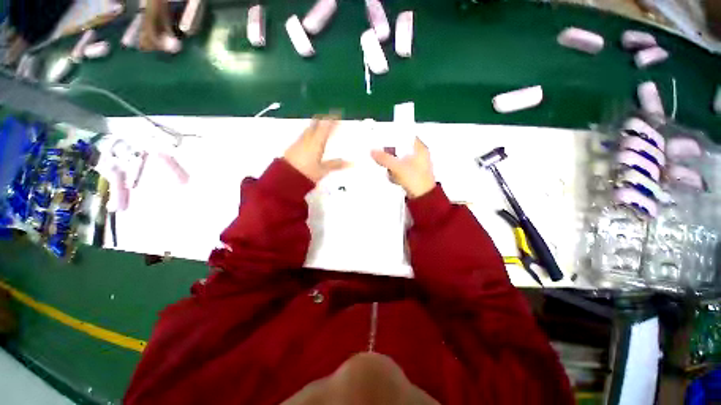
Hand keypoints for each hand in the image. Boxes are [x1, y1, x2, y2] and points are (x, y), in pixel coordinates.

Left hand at [284, 116, 346, 182]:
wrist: (285, 177)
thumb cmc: (307, 173)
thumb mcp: (323, 170)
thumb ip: (336, 165)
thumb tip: (350, 163)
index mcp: (317, 142)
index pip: (326, 127)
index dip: (332, 120)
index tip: (338, 114)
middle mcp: (307, 139)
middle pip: (315, 125)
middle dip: (323, 120)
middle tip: (330, 118)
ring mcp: (299, 142)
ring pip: (309, 129)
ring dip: (315, 125)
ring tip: (321, 125)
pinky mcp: (293, 146)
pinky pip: (304, 135)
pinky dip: (310, 133)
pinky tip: (310, 137)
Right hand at [371, 138, 435, 197]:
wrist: (423, 198)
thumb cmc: (414, 179)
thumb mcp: (397, 167)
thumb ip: (384, 158)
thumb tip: (372, 151)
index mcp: (420, 149)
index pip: (407, 136)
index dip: (395, 136)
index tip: (384, 139)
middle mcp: (420, 156)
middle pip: (402, 150)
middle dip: (391, 154)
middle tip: (381, 154)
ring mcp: (416, 166)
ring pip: (400, 160)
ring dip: (393, 165)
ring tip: (387, 169)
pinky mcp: (413, 175)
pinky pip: (401, 170)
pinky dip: (396, 172)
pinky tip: (393, 177)